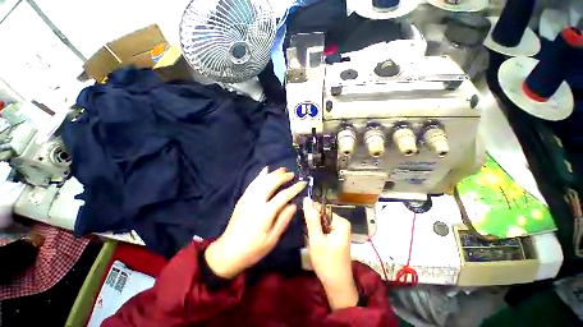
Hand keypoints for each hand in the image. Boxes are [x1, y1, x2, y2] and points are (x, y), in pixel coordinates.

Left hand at [205, 167, 306, 278]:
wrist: (227, 252)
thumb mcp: (272, 239)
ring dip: (273, 173)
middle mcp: (256, 202)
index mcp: (265, 213)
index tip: (303, 183)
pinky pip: (253, 183)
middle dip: (283, 177)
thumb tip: (293, 205)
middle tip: (292, 174)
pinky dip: (260, 175)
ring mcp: (247, 198)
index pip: (283, 196)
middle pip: (271, 183)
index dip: (294, 188)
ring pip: (262, 180)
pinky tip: (265, 170)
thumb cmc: (253, 249)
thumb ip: (283, 220)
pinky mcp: (243, 198)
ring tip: (282, 169)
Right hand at [303, 198, 357, 309]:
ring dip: (313, 227)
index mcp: (341, 222)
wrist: (337, 286)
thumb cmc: (326, 262)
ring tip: (307, 234)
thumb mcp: (316, 239)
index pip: (322, 209)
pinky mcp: (337, 237)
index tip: (300, 216)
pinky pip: (324, 229)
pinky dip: (317, 232)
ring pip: (322, 223)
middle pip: (322, 216)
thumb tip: (306, 199)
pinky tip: (312, 238)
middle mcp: (342, 224)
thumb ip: (311, 219)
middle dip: (312, 221)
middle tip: (304, 230)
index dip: (310, 211)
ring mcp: (340, 231)